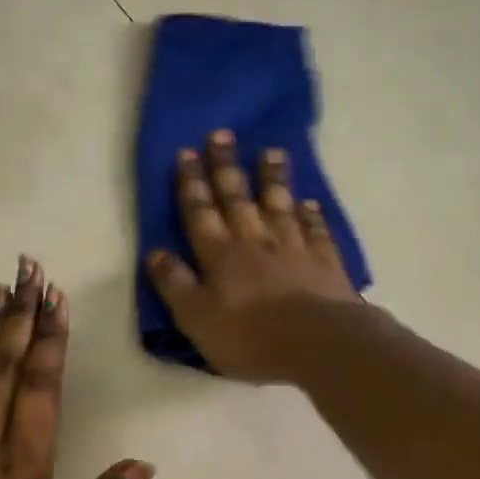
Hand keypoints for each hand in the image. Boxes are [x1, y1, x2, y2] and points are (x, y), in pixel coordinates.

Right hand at [144, 129, 360, 381]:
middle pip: (237, 198)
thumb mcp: (196, 318)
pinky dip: (311, 214)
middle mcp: (255, 242)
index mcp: (220, 256)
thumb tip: (154, 253)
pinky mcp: (325, 262)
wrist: (318, 343)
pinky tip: (309, 202)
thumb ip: (174, 285)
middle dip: (226, 167)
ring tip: (270, 151)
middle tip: (221, 134)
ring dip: (272, 178)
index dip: (191, 184)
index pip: (200, 213)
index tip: (186, 152)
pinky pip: (315, 230)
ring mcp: (293, 248)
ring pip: (279, 205)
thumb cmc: (249, 337)